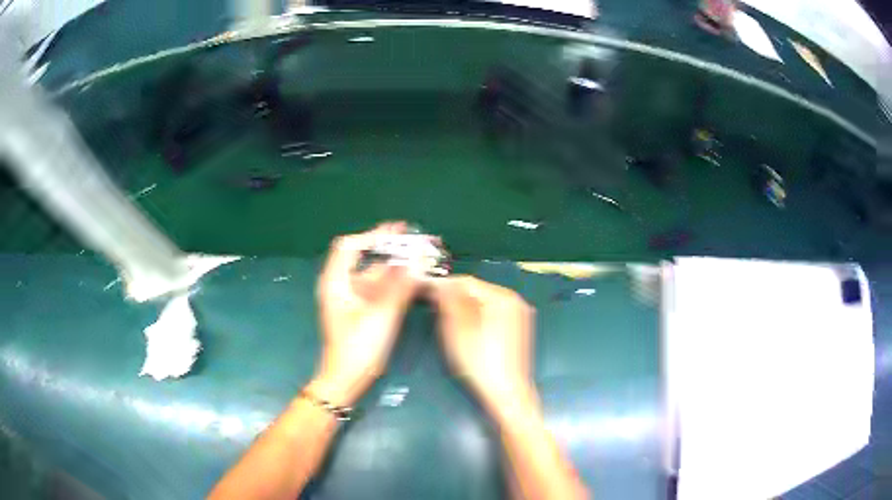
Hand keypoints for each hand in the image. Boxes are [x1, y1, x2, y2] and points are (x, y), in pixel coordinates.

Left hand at [309, 222, 422, 406]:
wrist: (347, 379)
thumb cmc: (358, 347)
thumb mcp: (380, 315)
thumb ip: (401, 286)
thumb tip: (419, 258)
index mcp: (336, 282)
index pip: (350, 246)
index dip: (373, 236)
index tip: (398, 233)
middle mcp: (343, 286)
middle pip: (366, 259)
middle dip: (391, 250)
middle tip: (417, 243)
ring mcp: (353, 299)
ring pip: (376, 275)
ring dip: (397, 267)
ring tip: (422, 260)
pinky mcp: (362, 310)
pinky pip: (380, 290)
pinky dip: (396, 283)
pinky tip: (414, 281)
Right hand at [429, 275, 535, 407]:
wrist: (506, 393)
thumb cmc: (480, 361)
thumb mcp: (458, 329)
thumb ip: (449, 300)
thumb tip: (439, 282)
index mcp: (503, 297)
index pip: (467, 282)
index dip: (443, 286)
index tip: (423, 292)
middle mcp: (515, 301)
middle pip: (476, 292)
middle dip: (454, 298)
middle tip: (433, 310)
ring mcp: (519, 316)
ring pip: (483, 304)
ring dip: (464, 308)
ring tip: (447, 322)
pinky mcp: (517, 331)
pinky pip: (492, 316)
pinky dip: (476, 319)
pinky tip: (467, 334)